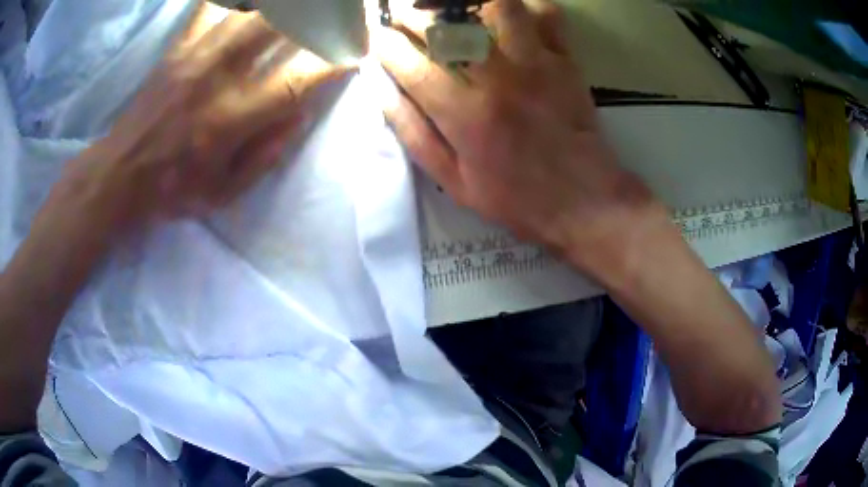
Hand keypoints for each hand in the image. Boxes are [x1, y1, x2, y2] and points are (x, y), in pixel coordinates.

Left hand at [67, 3, 355, 229]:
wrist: (121, 174)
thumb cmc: (173, 190)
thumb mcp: (224, 193)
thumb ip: (267, 153)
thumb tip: (301, 112)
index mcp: (232, 119)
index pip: (298, 78)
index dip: (334, 61)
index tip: (355, 53)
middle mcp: (218, 77)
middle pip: (278, 26)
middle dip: (316, 15)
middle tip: (337, 14)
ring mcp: (196, 55)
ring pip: (249, 11)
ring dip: (282, 6)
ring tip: (301, 9)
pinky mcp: (178, 47)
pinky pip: (208, 6)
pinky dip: (231, 1)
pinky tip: (245, 5)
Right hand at [376, 0, 662, 270]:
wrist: (584, 201)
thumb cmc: (516, 198)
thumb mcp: (453, 182)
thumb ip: (414, 133)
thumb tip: (382, 91)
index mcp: (464, 115)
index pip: (411, 64)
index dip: (386, 45)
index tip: (379, 38)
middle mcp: (498, 79)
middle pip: (448, 24)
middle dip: (415, 15)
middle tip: (407, 19)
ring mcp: (536, 63)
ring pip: (498, 6)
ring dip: (470, 4)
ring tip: (457, 12)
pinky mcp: (566, 60)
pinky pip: (546, 14)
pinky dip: (525, 7)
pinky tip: (508, 17)